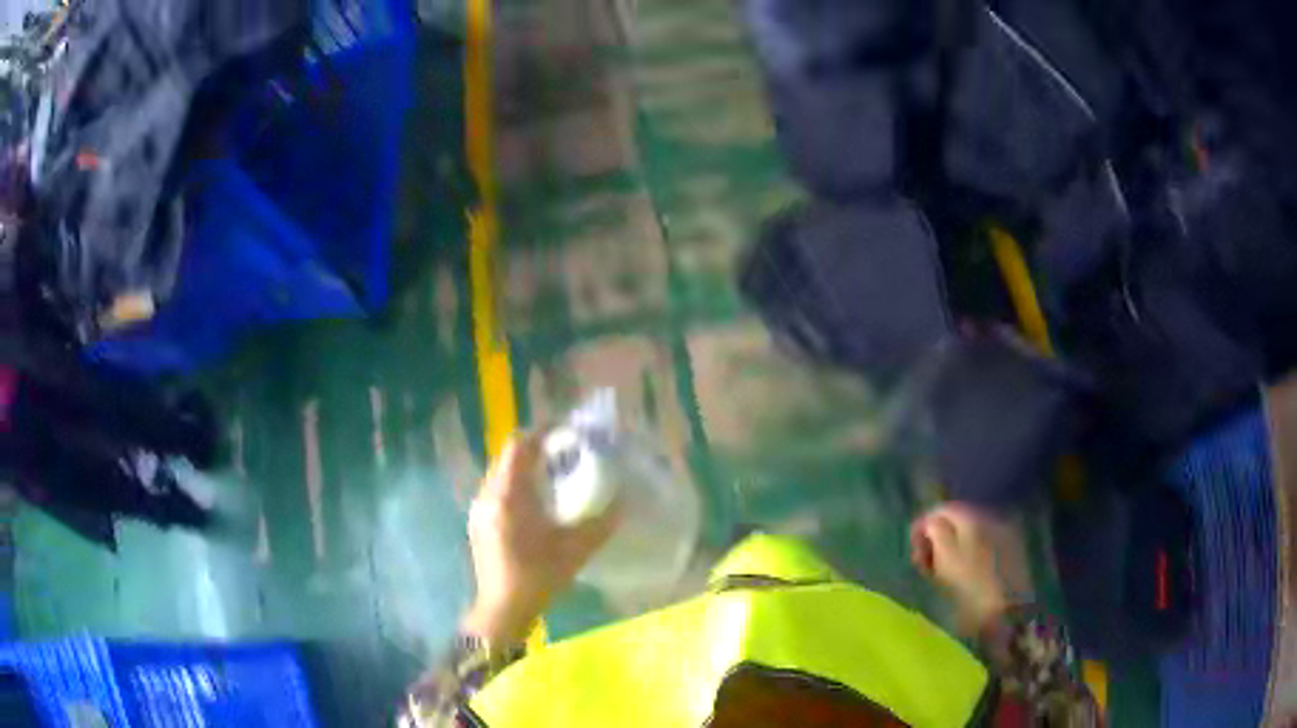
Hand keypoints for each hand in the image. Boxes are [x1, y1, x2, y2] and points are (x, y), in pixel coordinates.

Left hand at [462, 433, 619, 644]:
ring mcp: (479, 509)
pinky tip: (535, 505)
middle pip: (508, 456)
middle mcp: (488, 495)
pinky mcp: (478, 524)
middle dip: (535, 450)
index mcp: (508, 495)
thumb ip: (602, 522)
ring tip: (552, 477)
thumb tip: (623, 500)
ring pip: (501, 474)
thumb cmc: (538, 577)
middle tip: (564, 454)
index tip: (567, 433)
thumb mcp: (576, 550)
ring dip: (524, 468)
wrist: (502, 610)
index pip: (519, 446)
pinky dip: (515, 486)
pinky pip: (496, 491)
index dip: (542, 433)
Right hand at [910, 504, 1016, 634]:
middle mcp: (989, 517)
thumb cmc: (971, 588)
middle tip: (924, 565)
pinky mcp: (1012, 551)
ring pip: (970, 533)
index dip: (922, 528)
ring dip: (953, 547)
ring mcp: (1003, 533)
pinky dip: (970, 553)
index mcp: (971, 518)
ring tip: (943, 573)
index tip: (913, 553)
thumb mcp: (945, 559)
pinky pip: (984, 544)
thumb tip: (931, 522)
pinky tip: (966, 574)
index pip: (940, 510)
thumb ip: (935, 532)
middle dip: (938, 539)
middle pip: (957, 520)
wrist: (1009, 611)